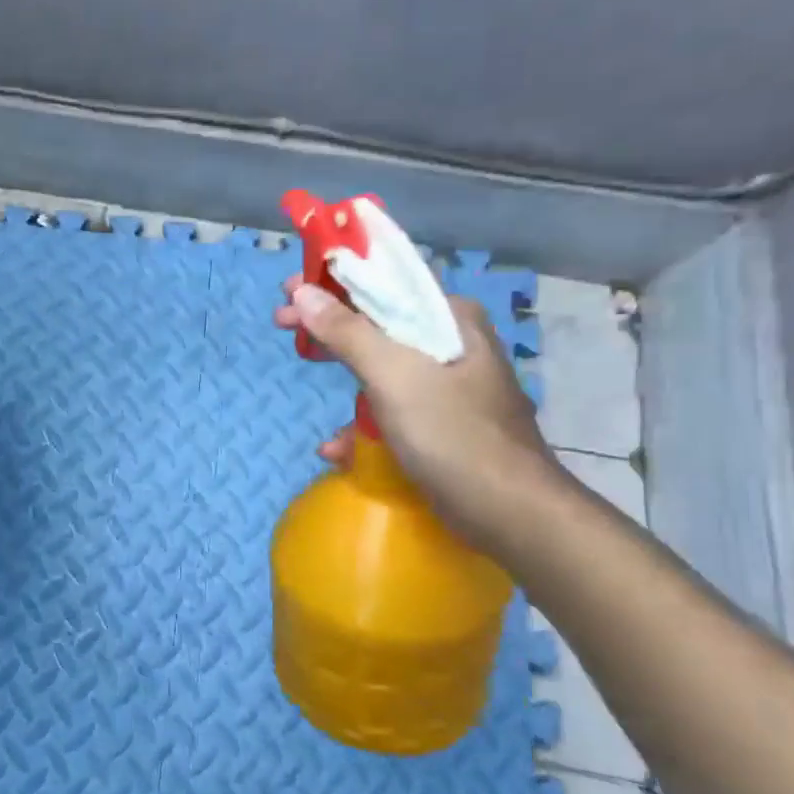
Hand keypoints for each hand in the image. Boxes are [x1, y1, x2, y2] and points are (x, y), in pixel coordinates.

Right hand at [274, 277, 563, 549]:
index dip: (333, 282)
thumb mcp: (394, 376)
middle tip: (284, 327)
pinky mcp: (438, 424)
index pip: (384, 285)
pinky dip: (361, 422)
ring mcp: (446, 386)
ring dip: (342, 377)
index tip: (290, 291)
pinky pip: (389, 408)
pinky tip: (337, 447)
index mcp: (450, 320)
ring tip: (309, 389)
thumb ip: (347, 332)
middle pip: (377, 324)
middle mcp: (451, 344)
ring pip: (380, 367)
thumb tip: (304, 293)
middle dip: (328, 328)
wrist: (509, 512)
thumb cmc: (453, 434)